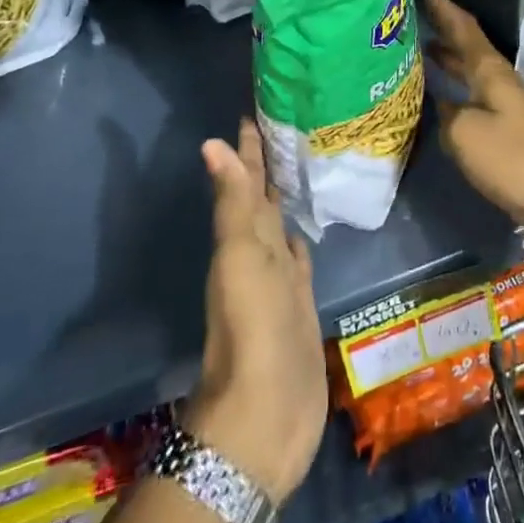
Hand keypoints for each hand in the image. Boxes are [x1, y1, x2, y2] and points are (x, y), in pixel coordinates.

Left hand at [187, 118, 326, 504]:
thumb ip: (233, 201)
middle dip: (271, 162)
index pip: (247, 179)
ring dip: (287, 195)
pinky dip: (303, 235)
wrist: (265, 413)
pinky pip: (301, 255)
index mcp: (244, 236)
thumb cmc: (252, 326)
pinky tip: (312, 223)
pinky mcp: (302, 301)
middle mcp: (260, 249)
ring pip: (283, 222)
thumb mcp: (239, 256)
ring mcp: (281, 276)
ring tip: (304, 162)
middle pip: (265, 195)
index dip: (249, 147)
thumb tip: (211, 141)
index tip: (256, 109)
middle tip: (290, 122)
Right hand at [424, 0, 523, 243]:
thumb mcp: (466, 135)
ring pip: (472, 71)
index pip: (464, 30)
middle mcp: (499, 81)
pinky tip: (443, 96)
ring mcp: (507, 105)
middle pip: (469, 47)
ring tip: (425, 50)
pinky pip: (476, 95)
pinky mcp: (510, 128)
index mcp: (490, 72)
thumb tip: (444, 107)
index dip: (445, 10)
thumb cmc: (513, 158)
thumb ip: (447, 115)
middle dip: (446, 32)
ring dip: (451, 59)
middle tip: (418, 19)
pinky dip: (457, 87)